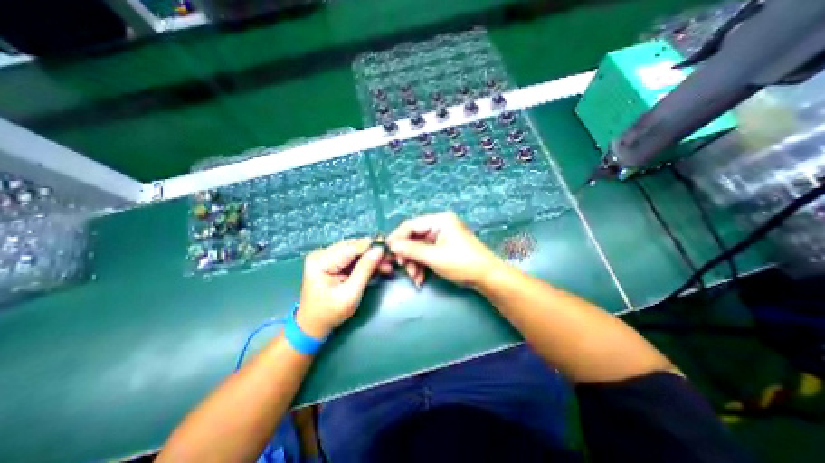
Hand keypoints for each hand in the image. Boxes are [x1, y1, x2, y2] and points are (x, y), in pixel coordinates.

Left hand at [296, 236, 389, 337]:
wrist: (313, 325)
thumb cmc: (330, 313)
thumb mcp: (350, 293)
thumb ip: (365, 270)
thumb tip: (379, 250)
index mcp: (321, 261)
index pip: (351, 247)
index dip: (372, 246)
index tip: (390, 247)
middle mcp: (322, 253)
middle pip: (353, 246)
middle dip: (373, 251)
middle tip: (391, 257)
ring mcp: (326, 256)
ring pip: (355, 251)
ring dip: (371, 257)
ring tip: (388, 263)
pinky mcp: (332, 261)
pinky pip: (353, 257)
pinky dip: (366, 262)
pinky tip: (378, 266)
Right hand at [386, 211, 503, 284]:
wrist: (486, 277)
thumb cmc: (462, 263)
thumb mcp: (434, 257)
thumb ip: (411, 250)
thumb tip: (392, 245)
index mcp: (439, 220)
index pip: (412, 225)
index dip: (397, 237)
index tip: (387, 251)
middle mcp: (439, 226)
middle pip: (414, 238)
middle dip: (408, 255)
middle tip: (402, 267)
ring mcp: (441, 237)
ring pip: (419, 248)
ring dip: (414, 263)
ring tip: (415, 277)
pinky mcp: (443, 248)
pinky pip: (426, 254)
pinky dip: (422, 265)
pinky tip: (420, 278)